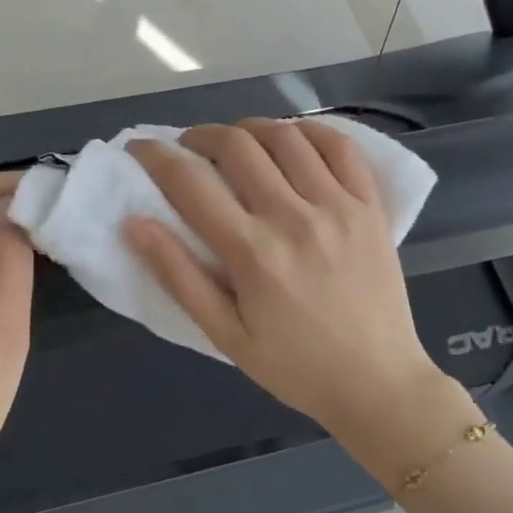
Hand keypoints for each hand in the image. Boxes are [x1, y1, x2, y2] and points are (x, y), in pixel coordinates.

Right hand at [124, 120, 473, 471]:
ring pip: (286, 137)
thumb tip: (135, 224)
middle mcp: (294, 218)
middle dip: (200, 135)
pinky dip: (311, 131)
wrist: (378, 382)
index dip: (155, 156)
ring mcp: (339, 206)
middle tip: (188, 148)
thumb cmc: (295, 367)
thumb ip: (179, 277)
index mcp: (253, 254)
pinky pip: (341, 147)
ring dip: (250, 129)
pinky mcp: (370, 206)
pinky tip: (293, 140)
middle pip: (237, 145)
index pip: (190, 183)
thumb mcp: (226, 335)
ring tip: (238, 144)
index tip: (140, 149)